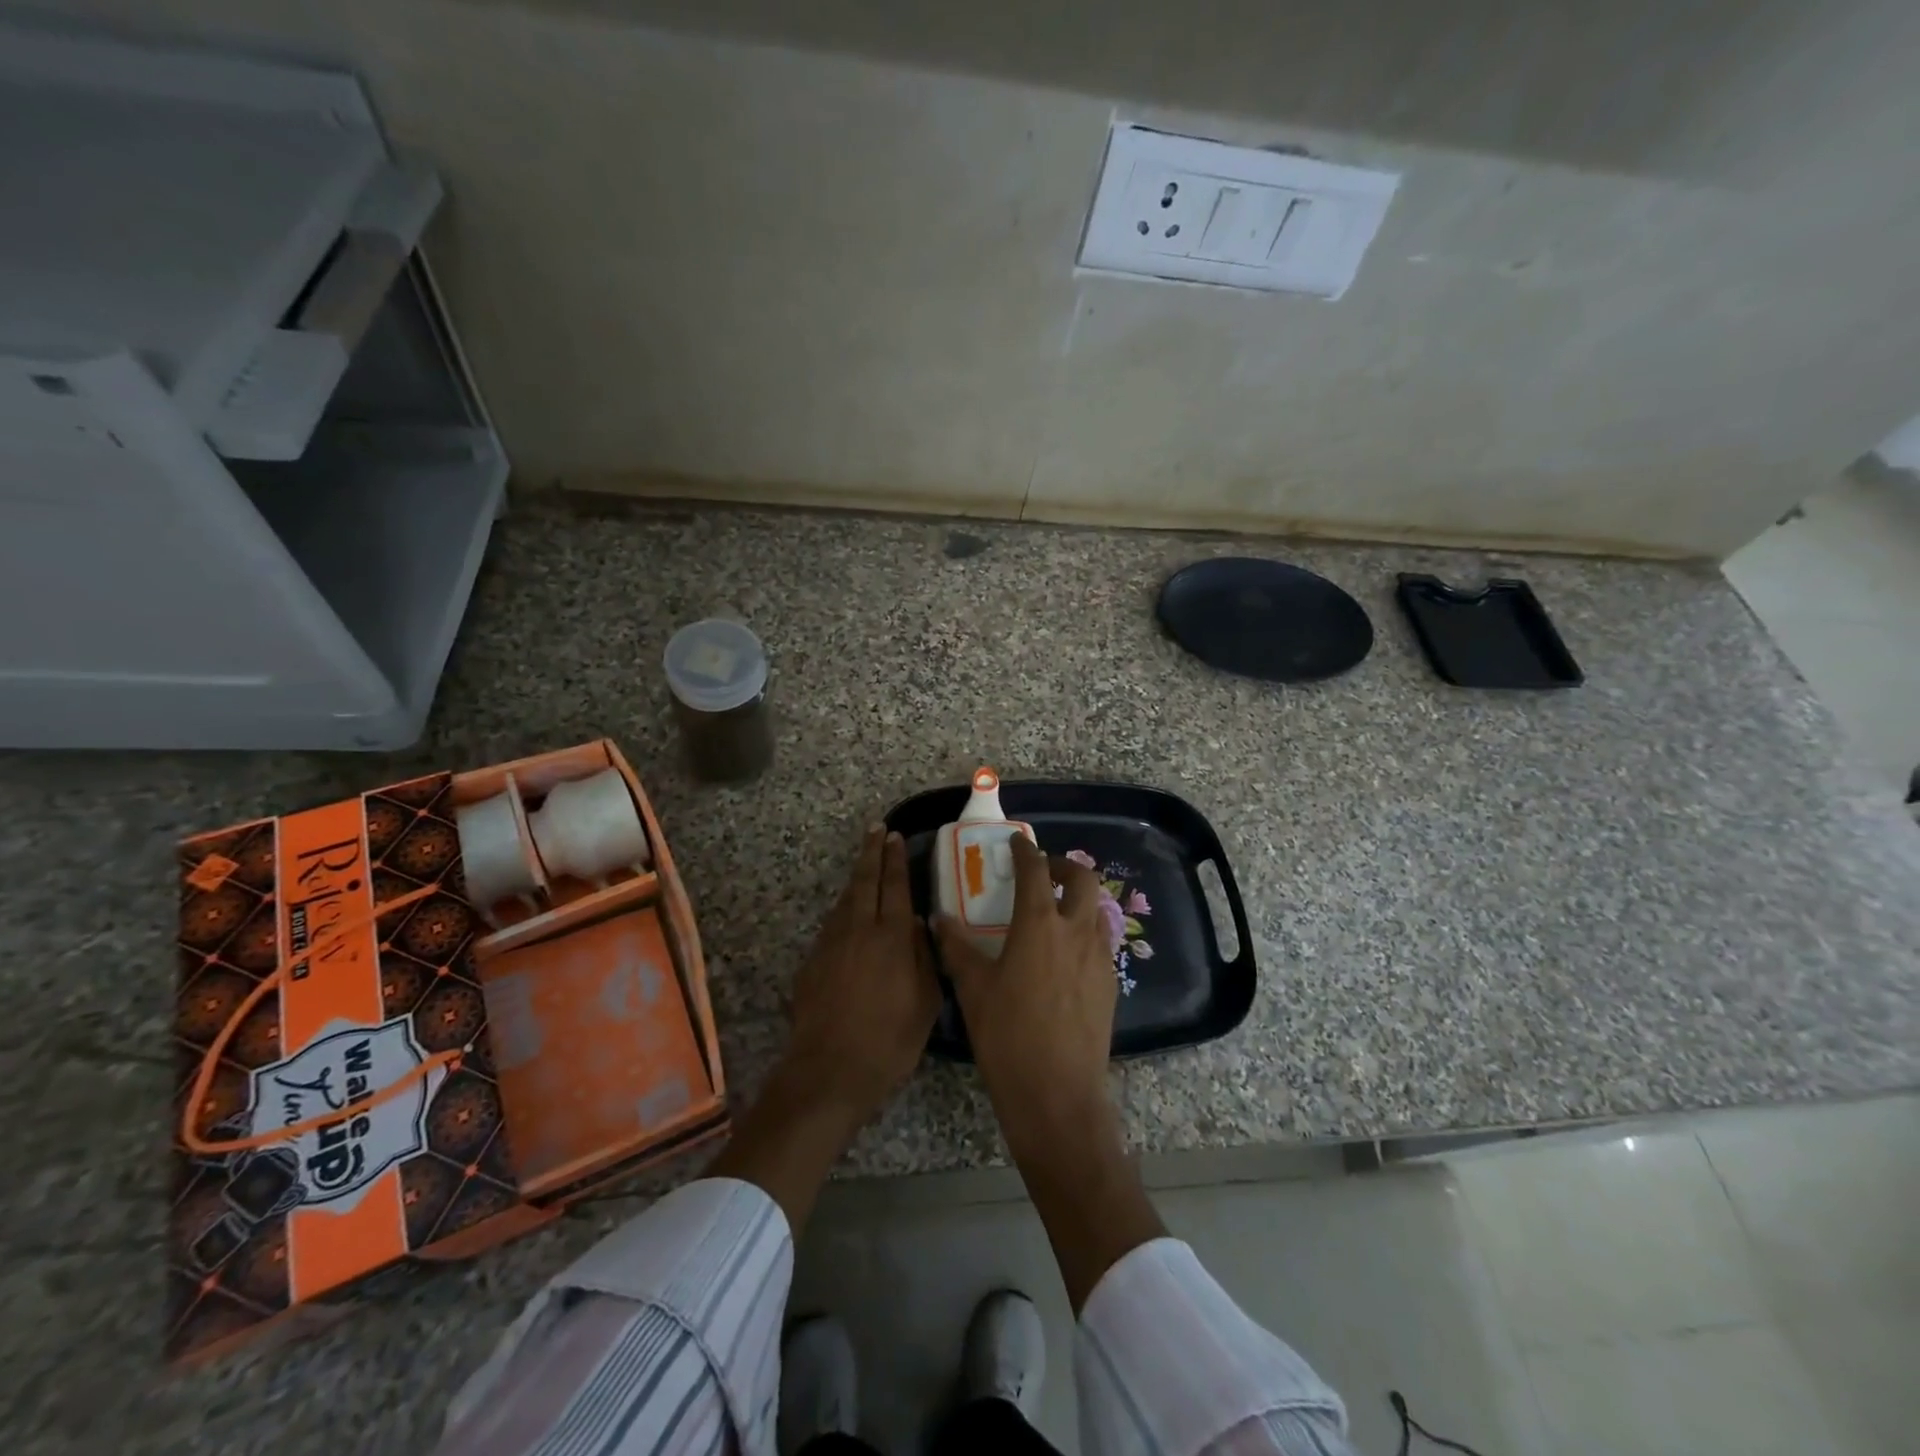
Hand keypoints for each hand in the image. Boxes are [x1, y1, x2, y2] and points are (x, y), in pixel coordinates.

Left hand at [785, 825, 940, 1124]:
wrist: (829, 1070)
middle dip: (871, 852)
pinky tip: (848, 912)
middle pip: (865, 880)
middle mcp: (859, 930)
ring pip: (845, 899)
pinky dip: (843, 908)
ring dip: (856, 878)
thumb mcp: (926, 1003)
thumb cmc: (889, 1040)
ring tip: (865, 864)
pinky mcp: (812, 961)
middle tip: (876, 830)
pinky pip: (832, 923)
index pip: (896, 886)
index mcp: (892, 937)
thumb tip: (921, 927)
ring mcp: (831, 943)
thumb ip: (925, 958)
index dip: (896, 859)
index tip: (896, 837)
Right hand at [933, 834, 1116, 1153]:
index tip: (1017, 843)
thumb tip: (939, 919)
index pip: (1035, 871)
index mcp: (1038, 925)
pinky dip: (1085, 932)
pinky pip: (1102, 942)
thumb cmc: (1007, 1037)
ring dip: (1079, 899)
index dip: (1025, 851)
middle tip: (1043, 873)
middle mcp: (1075, 932)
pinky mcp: (1110, 984)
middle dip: (1064, 866)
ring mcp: (1099, 958)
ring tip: (1055, 912)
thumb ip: (956, 948)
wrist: (1057, 1095)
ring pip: (1098, 909)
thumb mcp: (973, 990)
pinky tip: (1065, 956)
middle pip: (1083, 878)